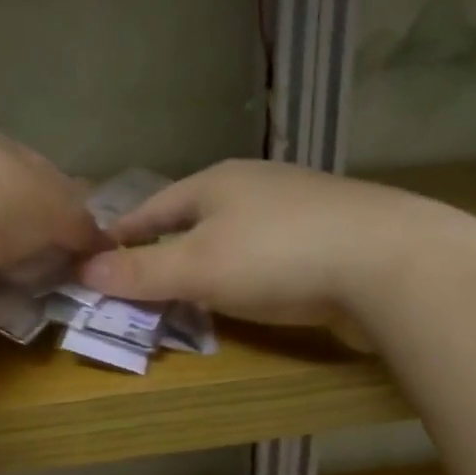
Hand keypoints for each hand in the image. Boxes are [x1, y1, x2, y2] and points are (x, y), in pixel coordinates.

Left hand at [0, 130, 104, 315]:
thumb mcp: (58, 205)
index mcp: (1, 154)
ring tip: (53, 302)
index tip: (96, 244)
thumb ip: (85, 225)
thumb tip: (107, 245)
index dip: (72, 210)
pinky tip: (15, 314)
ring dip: (18, 276)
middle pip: (19, 221)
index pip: (46, 179)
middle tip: (79, 281)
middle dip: (45, 248)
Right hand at [76, 161, 405, 344]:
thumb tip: (84, 270)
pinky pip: (271, 253)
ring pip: (235, 234)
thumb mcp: (197, 267)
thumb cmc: (277, 257)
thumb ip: (140, 271)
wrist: (392, 264)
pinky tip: (253, 293)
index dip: (122, 233)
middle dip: (166, 247)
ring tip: (192, 290)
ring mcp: (299, 207)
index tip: (96, 255)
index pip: (152, 207)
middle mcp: (256, 185)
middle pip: (194, 217)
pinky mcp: (332, 235)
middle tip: (141, 279)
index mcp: (217, 181)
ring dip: (210, 260)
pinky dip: (249, 273)